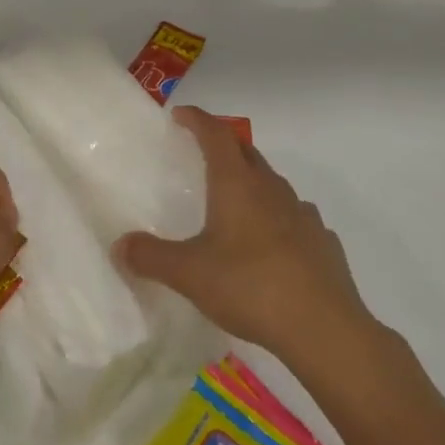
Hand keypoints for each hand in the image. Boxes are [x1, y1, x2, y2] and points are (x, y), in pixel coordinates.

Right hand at [115, 106, 383, 365]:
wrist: (325, 330)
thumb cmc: (250, 287)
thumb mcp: (189, 274)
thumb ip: (151, 257)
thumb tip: (120, 245)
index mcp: (238, 184)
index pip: (216, 134)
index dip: (197, 119)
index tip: (180, 114)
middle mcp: (272, 189)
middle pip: (246, 153)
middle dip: (223, 146)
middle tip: (201, 154)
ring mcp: (303, 215)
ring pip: (272, 185)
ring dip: (251, 183)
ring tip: (233, 204)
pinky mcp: (322, 243)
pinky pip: (294, 218)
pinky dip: (277, 218)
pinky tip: (269, 245)